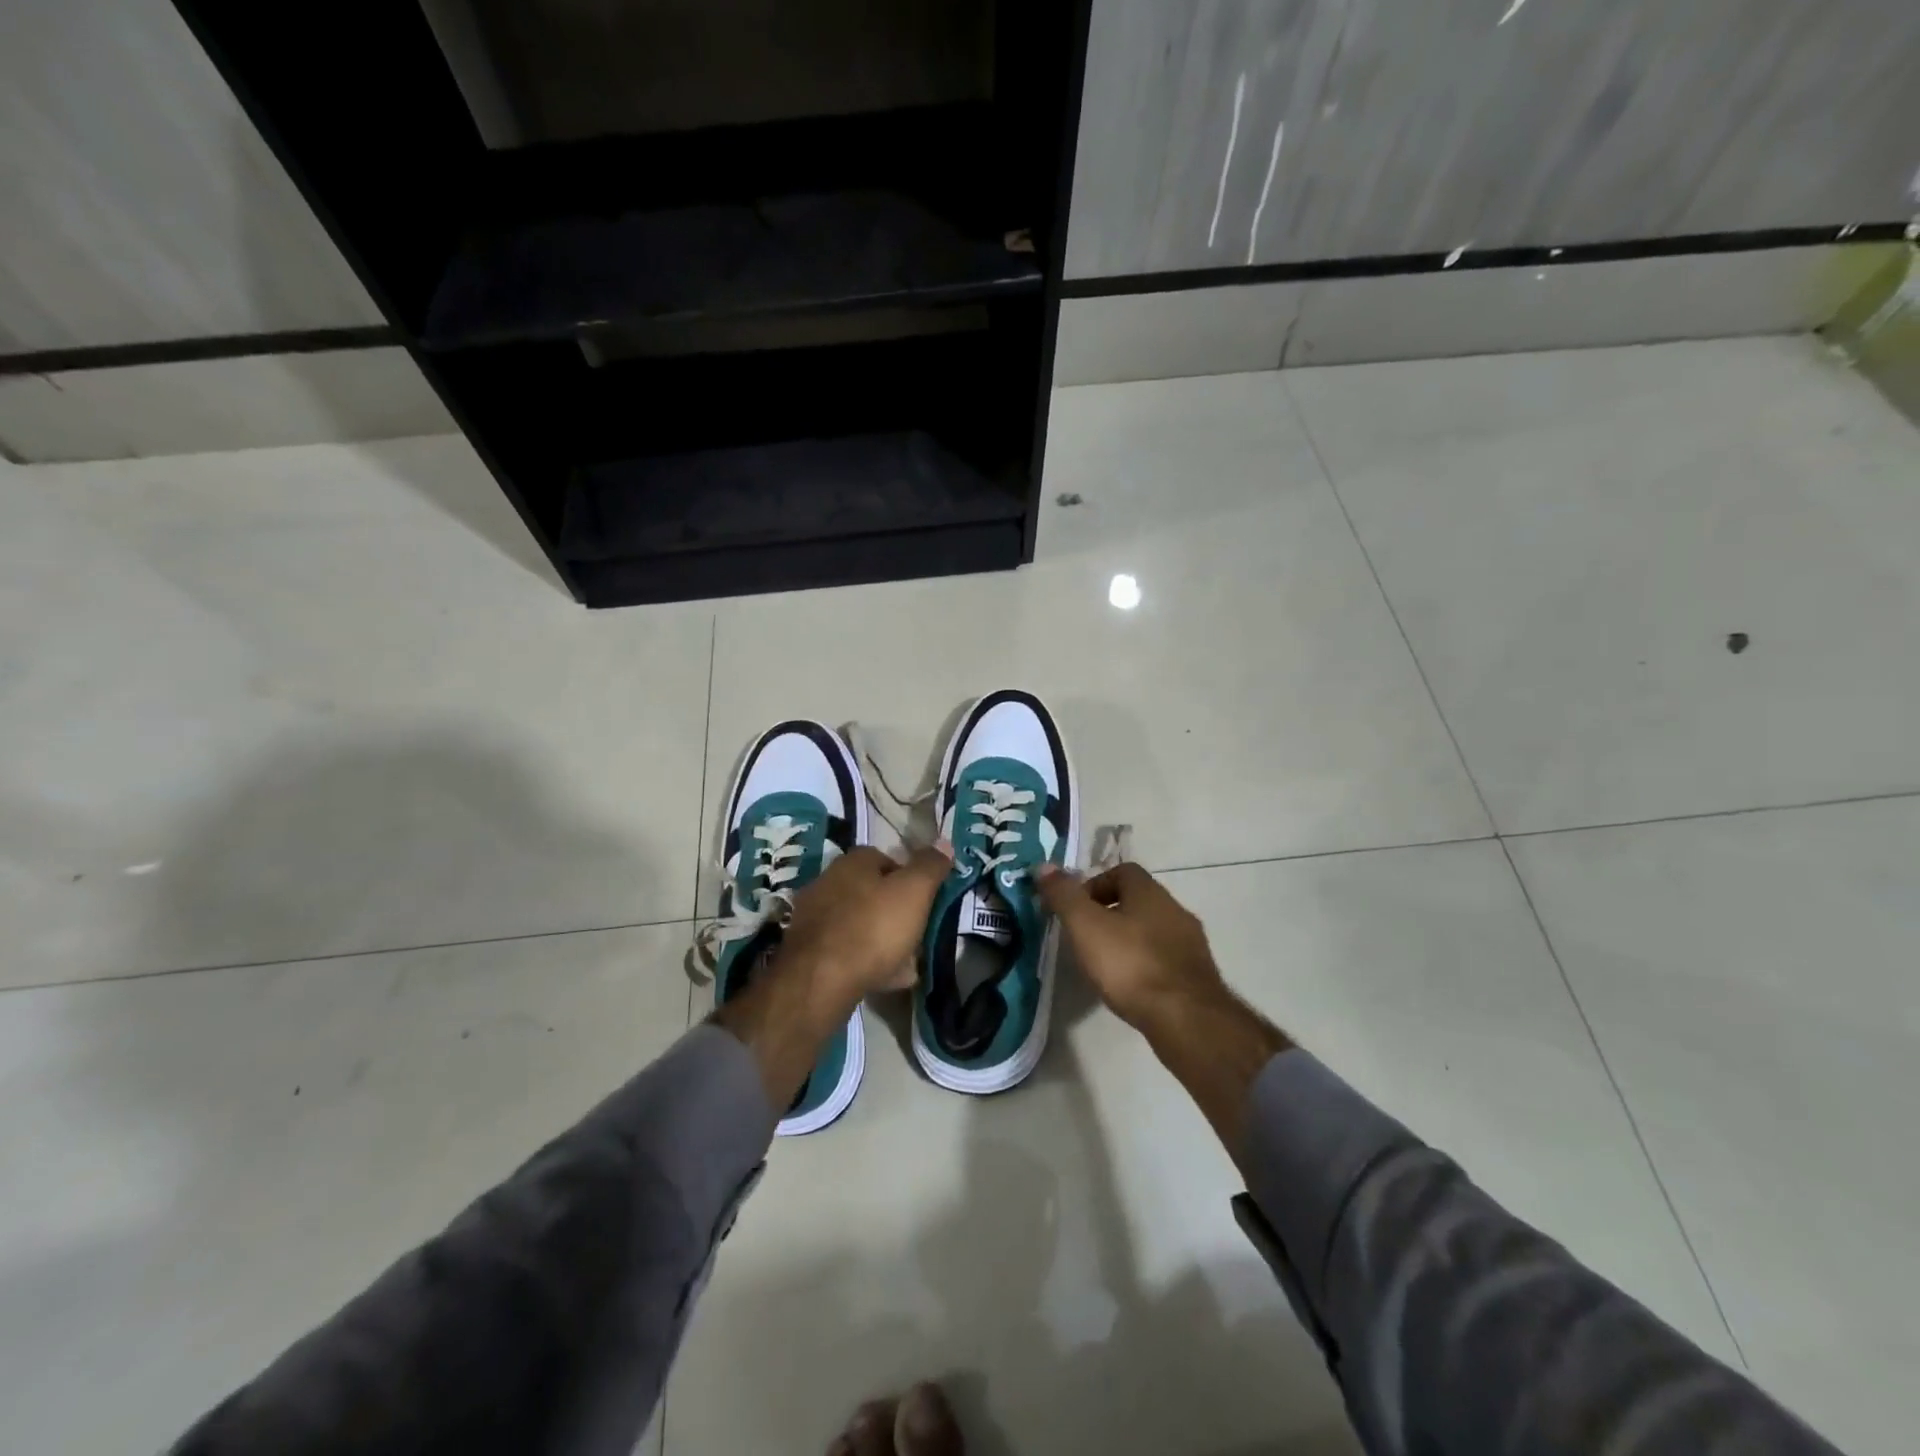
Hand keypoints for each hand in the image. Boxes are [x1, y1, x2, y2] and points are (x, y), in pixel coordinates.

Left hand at [777, 843, 953, 1004]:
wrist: (821, 980)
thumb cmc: (873, 927)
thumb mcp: (914, 892)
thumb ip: (930, 866)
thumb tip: (944, 843)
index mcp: (852, 863)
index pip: (886, 858)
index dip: (909, 877)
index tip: (925, 899)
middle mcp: (828, 883)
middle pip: (871, 892)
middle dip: (895, 910)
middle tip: (917, 931)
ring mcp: (814, 918)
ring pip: (860, 923)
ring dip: (883, 938)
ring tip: (909, 962)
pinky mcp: (808, 951)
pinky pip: (847, 950)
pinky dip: (867, 960)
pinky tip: (886, 978)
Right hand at [1034, 860, 1228, 1030]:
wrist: (1185, 1018)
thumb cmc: (1130, 964)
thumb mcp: (1085, 926)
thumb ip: (1064, 895)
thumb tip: (1043, 866)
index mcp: (1150, 892)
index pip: (1122, 871)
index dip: (1094, 885)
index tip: (1075, 910)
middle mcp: (1175, 910)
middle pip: (1138, 900)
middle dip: (1110, 913)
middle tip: (1085, 937)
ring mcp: (1190, 943)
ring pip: (1152, 930)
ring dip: (1129, 940)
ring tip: (1105, 965)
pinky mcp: (1197, 975)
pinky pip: (1164, 958)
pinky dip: (1145, 964)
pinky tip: (1131, 987)